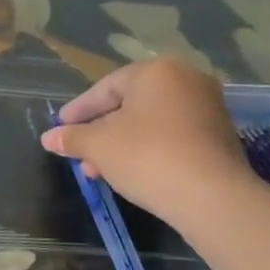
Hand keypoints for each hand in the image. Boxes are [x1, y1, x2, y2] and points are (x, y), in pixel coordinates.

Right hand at [40, 57, 253, 227]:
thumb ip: (72, 137)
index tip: (60, 128)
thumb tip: (49, 138)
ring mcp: (208, 108)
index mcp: (157, 71)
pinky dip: (148, 150)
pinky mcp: (220, 137)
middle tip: (79, 152)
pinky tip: (130, 173)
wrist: (212, 197)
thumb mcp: (98, 146)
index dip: (78, 110)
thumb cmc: (147, 156)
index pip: (106, 87)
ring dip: (121, 144)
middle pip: (129, 105)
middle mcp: (187, 80)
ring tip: (99, 170)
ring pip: (150, 123)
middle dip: (100, 131)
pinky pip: (172, 136)